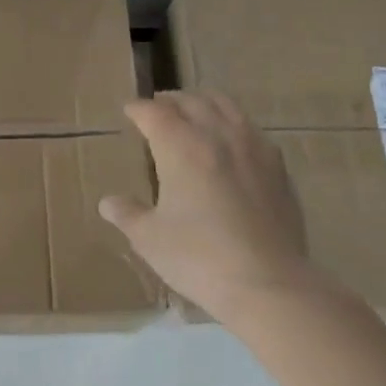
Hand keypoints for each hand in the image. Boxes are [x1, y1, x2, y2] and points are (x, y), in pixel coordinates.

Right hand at [100, 91, 310, 321]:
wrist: (269, 284)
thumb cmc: (199, 258)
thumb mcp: (149, 239)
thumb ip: (127, 214)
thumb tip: (108, 203)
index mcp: (181, 146)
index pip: (154, 113)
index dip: (138, 109)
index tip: (129, 111)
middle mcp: (217, 135)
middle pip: (191, 101)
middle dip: (171, 101)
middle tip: (158, 109)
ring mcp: (252, 147)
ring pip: (226, 106)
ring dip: (204, 103)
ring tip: (195, 112)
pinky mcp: (278, 167)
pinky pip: (251, 130)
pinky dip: (233, 125)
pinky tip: (232, 142)